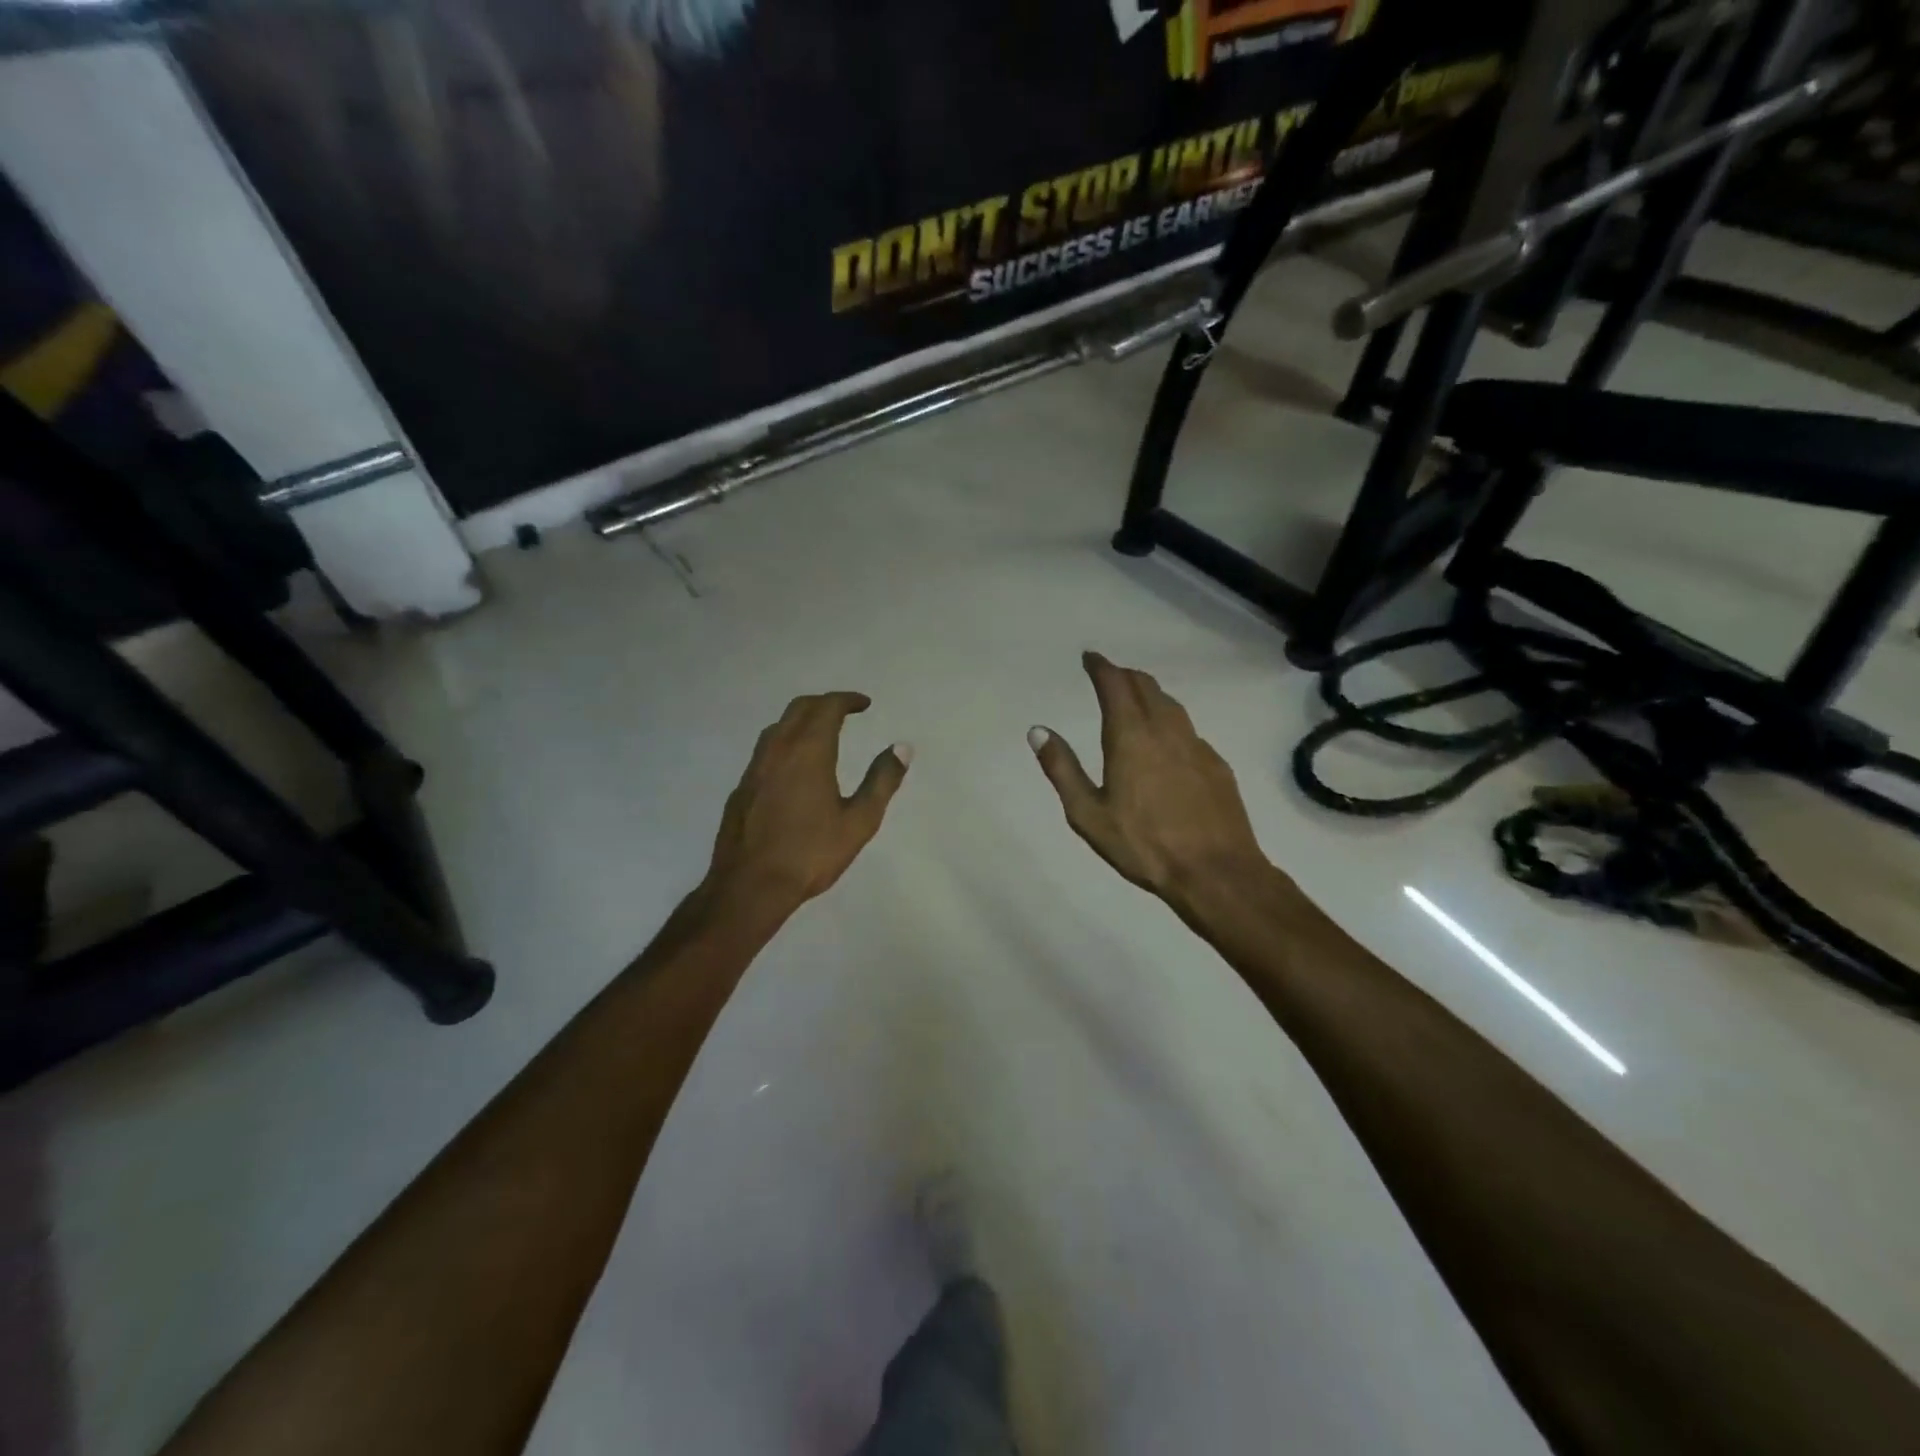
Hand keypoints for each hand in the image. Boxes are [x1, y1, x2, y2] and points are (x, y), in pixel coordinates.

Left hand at [704, 691, 910, 916]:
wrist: (749, 886)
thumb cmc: (810, 853)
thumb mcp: (859, 821)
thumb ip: (882, 781)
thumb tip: (902, 747)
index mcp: (808, 752)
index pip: (827, 707)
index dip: (847, 700)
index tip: (864, 704)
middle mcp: (778, 750)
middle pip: (799, 709)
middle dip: (824, 703)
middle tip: (845, 711)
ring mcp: (754, 768)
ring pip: (778, 727)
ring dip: (801, 720)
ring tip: (821, 733)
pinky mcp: (742, 788)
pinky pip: (765, 750)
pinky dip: (785, 742)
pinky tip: (793, 767)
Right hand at [1029, 653, 1268, 909]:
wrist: (1216, 872)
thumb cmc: (1144, 845)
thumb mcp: (1088, 814)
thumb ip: (1062, 769)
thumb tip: (1038, 731)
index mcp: (1130, 736)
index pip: (1115, 685)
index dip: (1101, 667)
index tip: (1090, 657)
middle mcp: (1166, 730)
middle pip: (1145, 686)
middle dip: (1124, 675)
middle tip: (1109, 676)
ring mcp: (1196, 745)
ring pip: (1171, 704)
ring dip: (1149, 693)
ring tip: (1136, 699)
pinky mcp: (1216, 764)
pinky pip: (1188, 728)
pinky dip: (1170, 720)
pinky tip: (1167, 741)